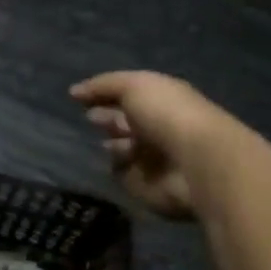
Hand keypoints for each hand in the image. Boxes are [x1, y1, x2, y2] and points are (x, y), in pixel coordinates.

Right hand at [70, 71, 236, 219]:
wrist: (195, 162)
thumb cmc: (167, 115)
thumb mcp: (135, 85)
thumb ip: (103, 85)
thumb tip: (74, 91)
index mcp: (160, 99)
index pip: (127, 95)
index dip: (104, 94)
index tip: (78, 97)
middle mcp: (157, 126)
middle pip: (124, 122)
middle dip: (106, 119)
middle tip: (90, 118)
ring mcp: (153, 157)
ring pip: (121, 148)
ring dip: (112, 144)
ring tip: (109, 142)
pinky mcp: (146, 184)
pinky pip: (122, 173)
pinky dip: (118, 168)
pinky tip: (122, 162)